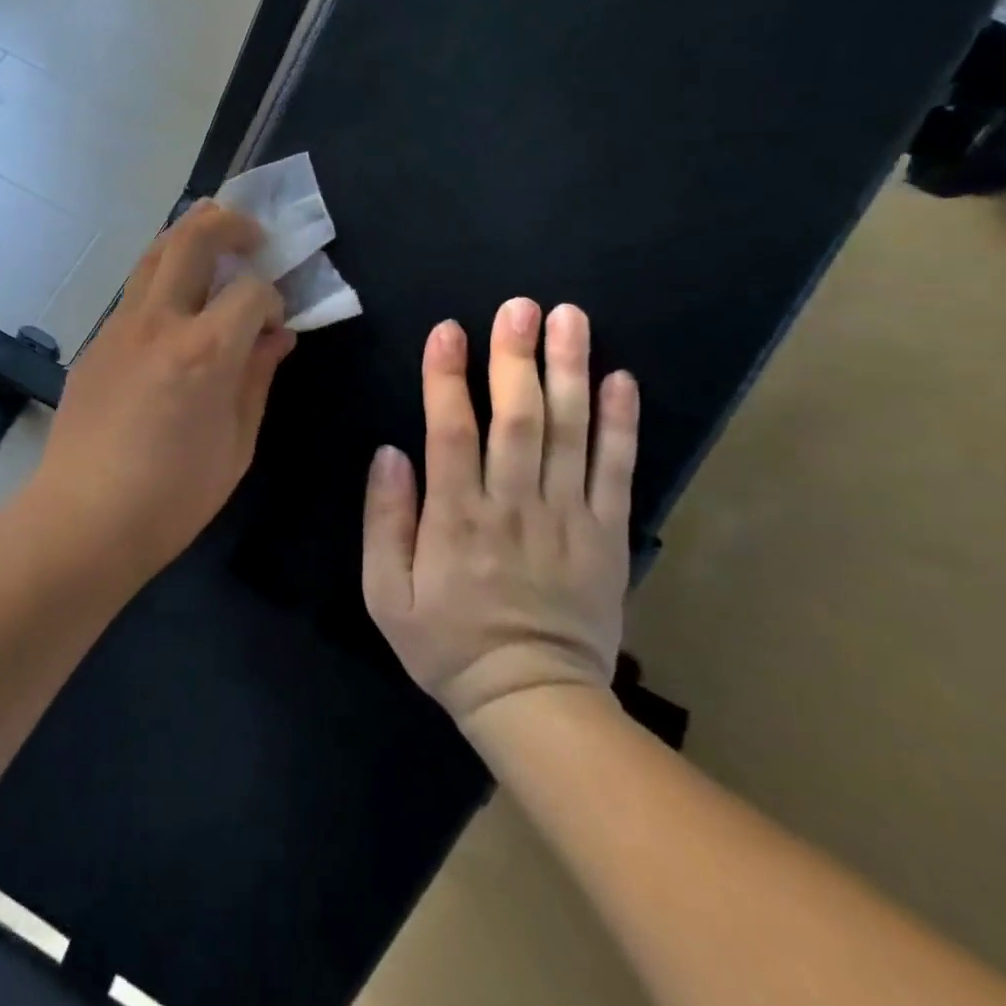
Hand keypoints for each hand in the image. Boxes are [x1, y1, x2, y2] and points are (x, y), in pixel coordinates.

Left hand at [22, 201, 296, 585]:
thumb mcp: (237, 445)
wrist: (84, 518)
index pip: (251, 290)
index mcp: (205, 351)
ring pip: (153, 254)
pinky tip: (174, 312)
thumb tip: (277, 337)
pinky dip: (161, 280)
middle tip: (252, 236)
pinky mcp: (95, 343)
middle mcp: (159, 322)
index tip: (277, 322)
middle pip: (192, 237)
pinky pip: (133, 293)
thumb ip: (258, 379)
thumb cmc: (173, 497)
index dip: (273, 297)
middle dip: (229, 223)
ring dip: (188, 239)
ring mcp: (119, 327)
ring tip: (214, 252)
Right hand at [362, 300, 638, 725]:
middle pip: (518, 420)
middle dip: (517, 358)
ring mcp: (567, 518)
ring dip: (569, 372)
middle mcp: (513, 507)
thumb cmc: (446, 644)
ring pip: (569, 433)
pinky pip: (616, 471)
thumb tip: (390, 453)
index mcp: (456, 520)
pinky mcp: (606, 534)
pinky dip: (620, 424)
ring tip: (570, 319)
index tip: (449, 330)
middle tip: (520, 306)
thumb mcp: (385, 594)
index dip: (447, 379)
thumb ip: (385, 520)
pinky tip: (619, 380)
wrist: (531, 700)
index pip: (451, 433)